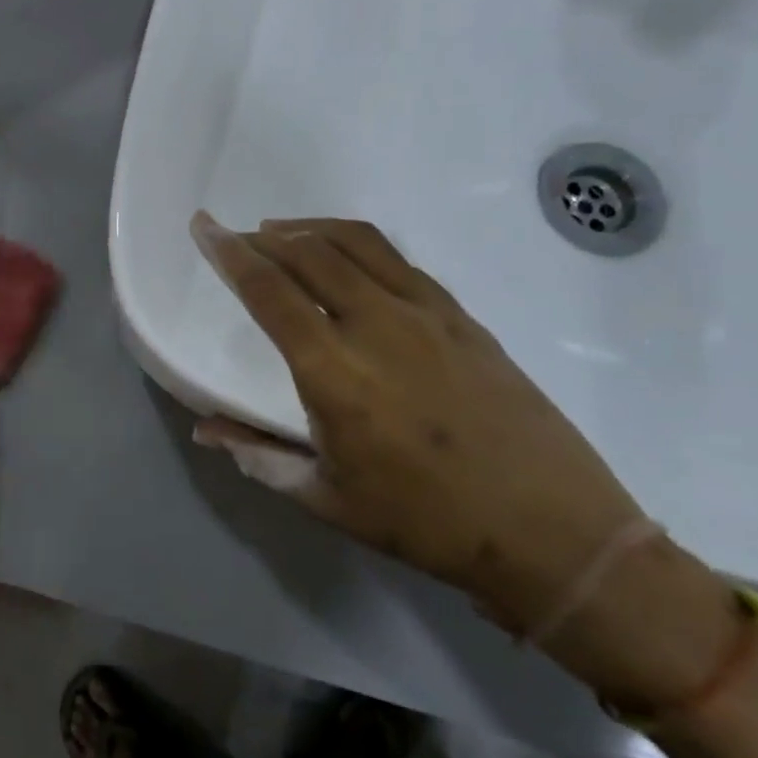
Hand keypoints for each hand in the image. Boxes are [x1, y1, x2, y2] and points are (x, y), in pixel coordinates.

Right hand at [188, 212, 713, 660]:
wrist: (553, 531)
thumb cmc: (427, 522)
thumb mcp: (328, 499)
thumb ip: (260, 456)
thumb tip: (205, 428)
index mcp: (334, 373)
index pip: (268, 292)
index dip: (230, 254)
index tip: (205, 227)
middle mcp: (377, 326)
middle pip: (309, 254)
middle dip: (263, 237)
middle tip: (238, 235)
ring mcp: (427, 315)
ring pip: (356, 244)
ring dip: (310, 230)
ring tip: (282, 233)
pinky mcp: (463, 317)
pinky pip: (397, 261)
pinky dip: (358, 245)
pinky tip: (347, 260)